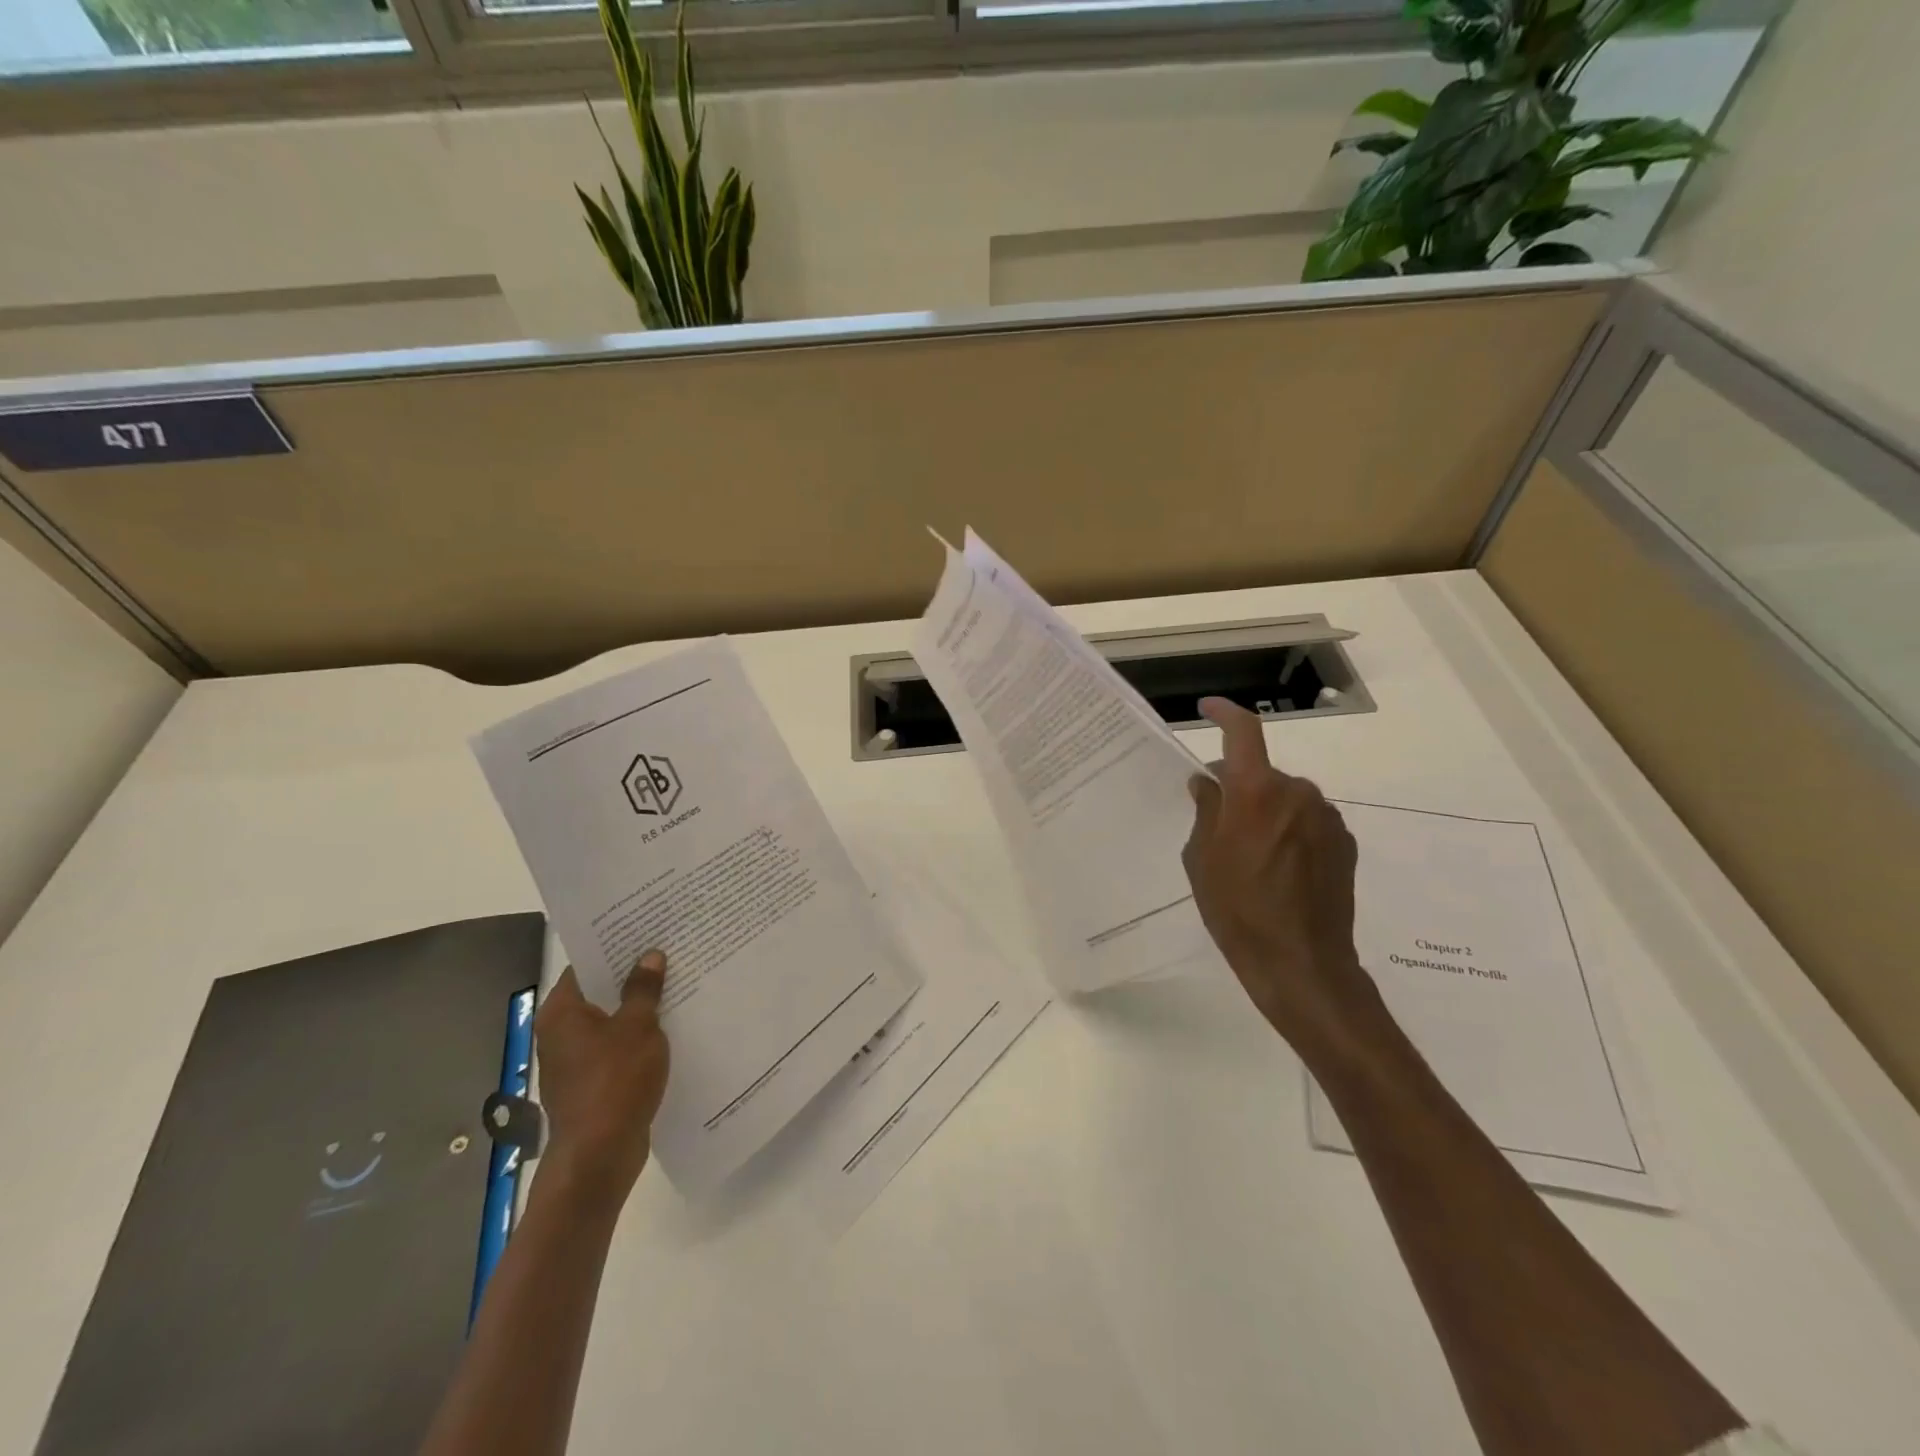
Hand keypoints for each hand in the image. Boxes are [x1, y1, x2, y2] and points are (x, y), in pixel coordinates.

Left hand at [533, 951, 671, 1209]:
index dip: (615, 946)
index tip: (646, 930)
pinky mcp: (592, 1082)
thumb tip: (650, 956)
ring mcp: (575, 1060)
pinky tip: (672, 1026)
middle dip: (633, 975)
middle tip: (669, 951)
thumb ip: (644, 989)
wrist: (599, 1156)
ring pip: (611, 1020)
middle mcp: (561, 1032)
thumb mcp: (638, 1027)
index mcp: (562, 1012)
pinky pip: (618, 1046)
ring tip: (678, 983)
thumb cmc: (614, 1081)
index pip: (586, 964)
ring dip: (639, 1007)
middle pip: (599, 991)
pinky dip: (639, 1035)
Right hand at [1182, 698, 1385, 1066]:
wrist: (1301, 963)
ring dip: (1267, 811)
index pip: (1243, 733)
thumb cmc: (1237, 910)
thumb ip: (1206, 811)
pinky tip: (1281, 869)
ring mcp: (1327, 817)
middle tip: (1220, 823)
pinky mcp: (1345, 842)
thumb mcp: (1201, 860)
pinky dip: (1290, 830)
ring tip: (1252, 855)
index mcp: (1256, 792)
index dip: (1224, 713)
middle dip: (1240, 787)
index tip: (1207, 709)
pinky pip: (1308, 820)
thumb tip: (1208, 784)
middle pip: (1262, 773)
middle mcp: (1297, 793)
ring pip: (1286, 797)